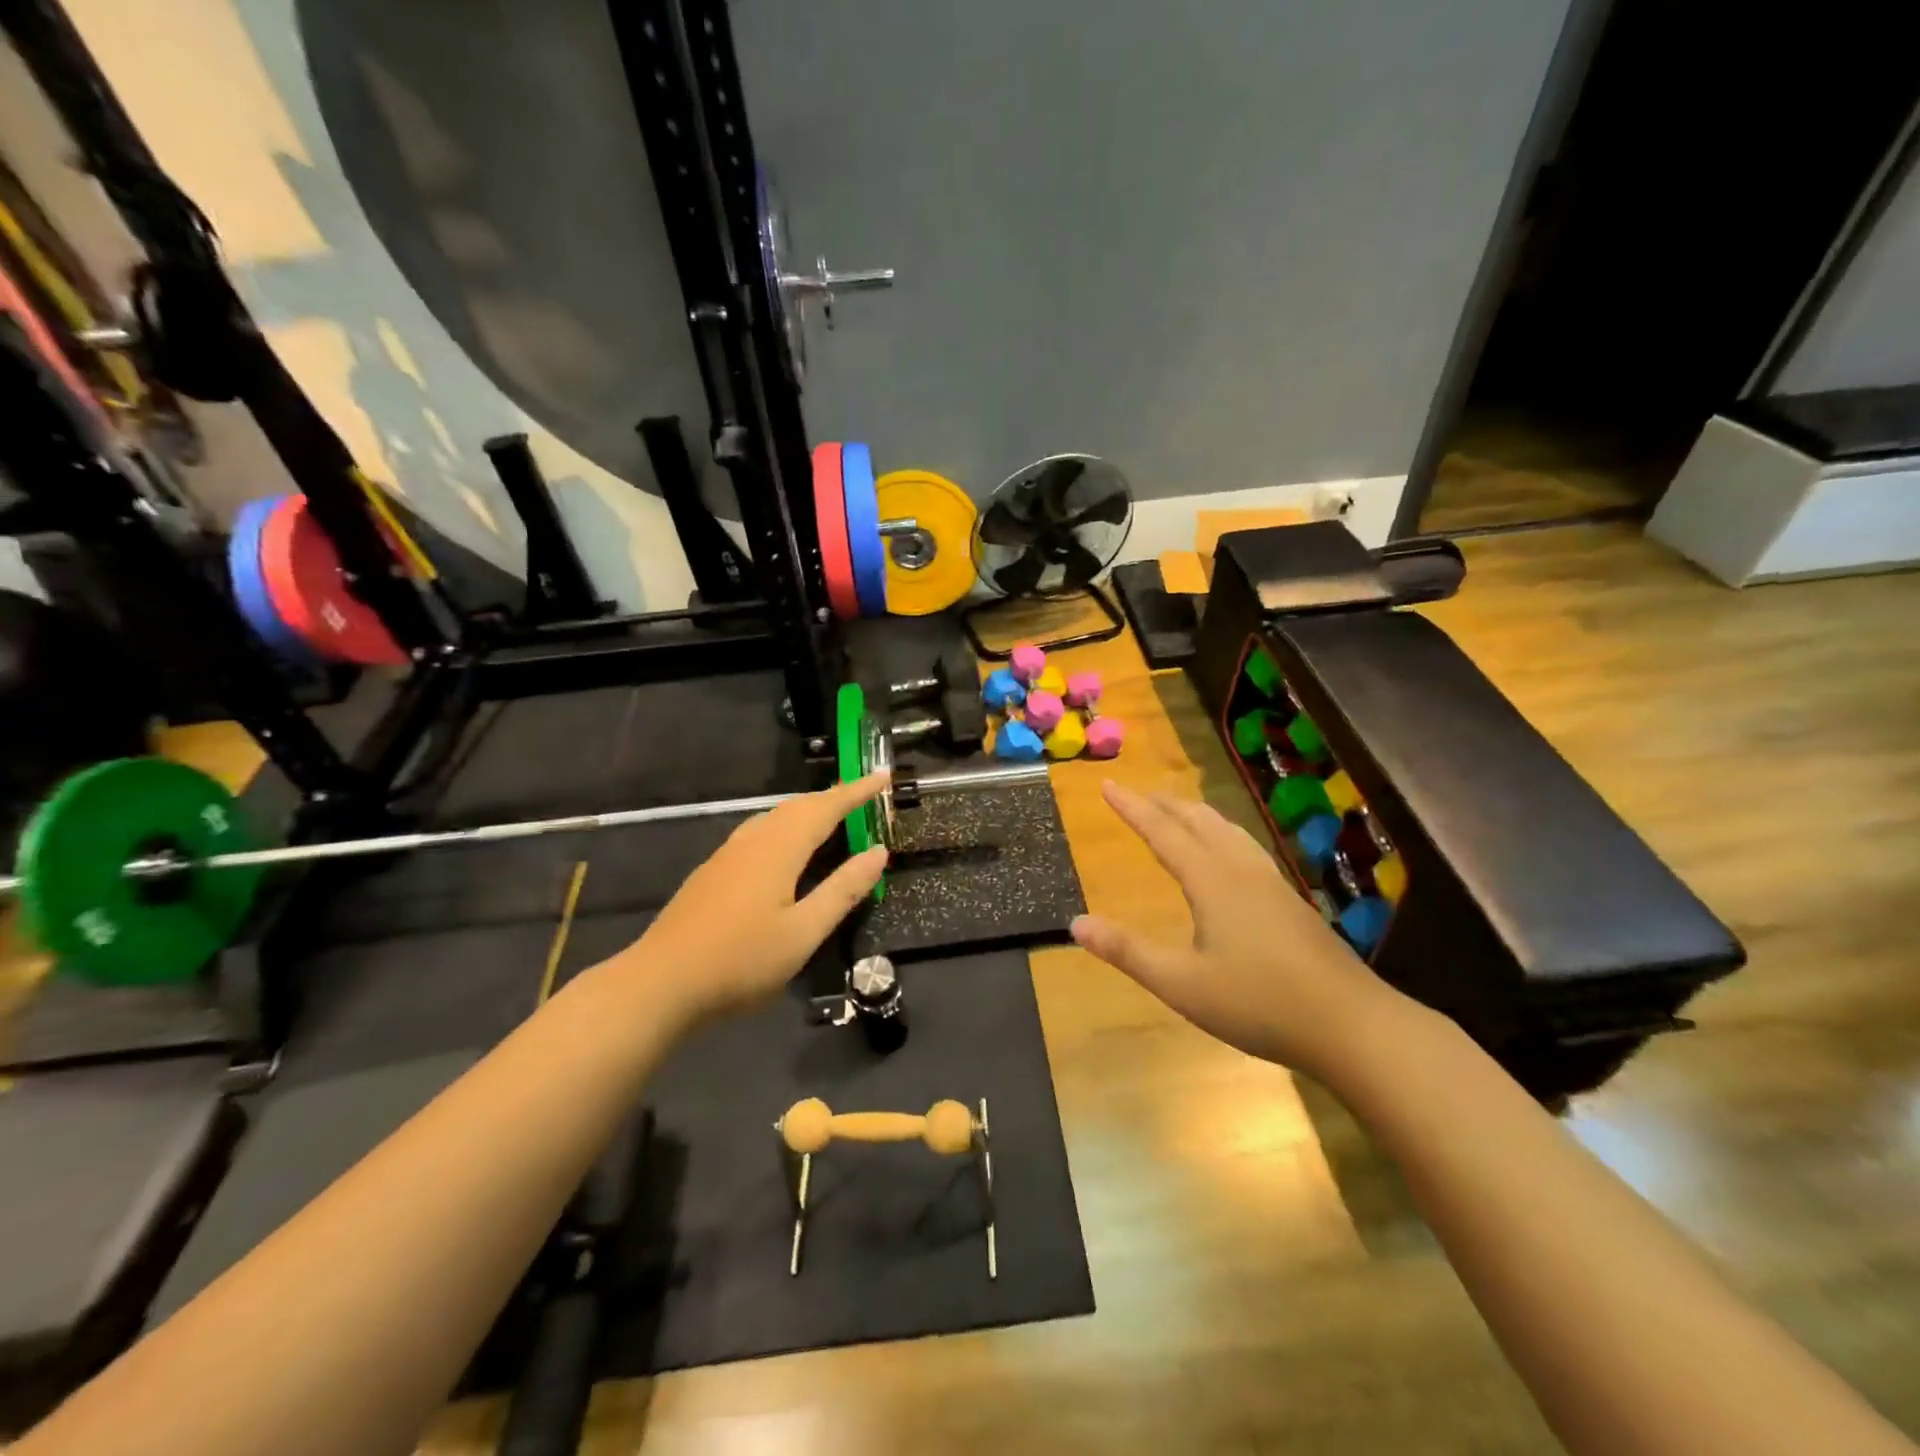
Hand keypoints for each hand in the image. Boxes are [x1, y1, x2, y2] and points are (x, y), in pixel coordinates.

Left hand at [616, 772, 889, 1023]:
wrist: (659, 984)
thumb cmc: (740, 961)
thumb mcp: (803, 932)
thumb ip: (843, 890)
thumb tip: (878, 852)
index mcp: (779, 848)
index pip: (826, 807)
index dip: (857, 791)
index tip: (883, 775)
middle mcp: (753, 840)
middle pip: (798, 806)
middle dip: (834, 797)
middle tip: (864, 795)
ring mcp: (728, 855)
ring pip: (775, 818)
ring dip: (808, 810)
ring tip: (832, 816)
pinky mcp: (713, 872)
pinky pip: (760, 832)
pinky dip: (787, 827)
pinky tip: (787, 849)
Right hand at [1070, 781, 1402, 1077]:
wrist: (1350, 1024)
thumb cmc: (1258, 1003)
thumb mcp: (1181, 984)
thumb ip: (1127, 951)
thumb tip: (1076, 922)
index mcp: (1211, 880)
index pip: (1162, 831)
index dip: (1132, 808)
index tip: (1106, 785)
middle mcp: (1240, 869)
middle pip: (1197, 821)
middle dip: (1163, 805)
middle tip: (1136, 795)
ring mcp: (1271, 882)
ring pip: (1227, 830)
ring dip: (1195, 815)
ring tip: (1177, 811)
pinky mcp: (1290, 900)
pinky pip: (1245, 847)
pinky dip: (1222, 833)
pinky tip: (1229, 853)